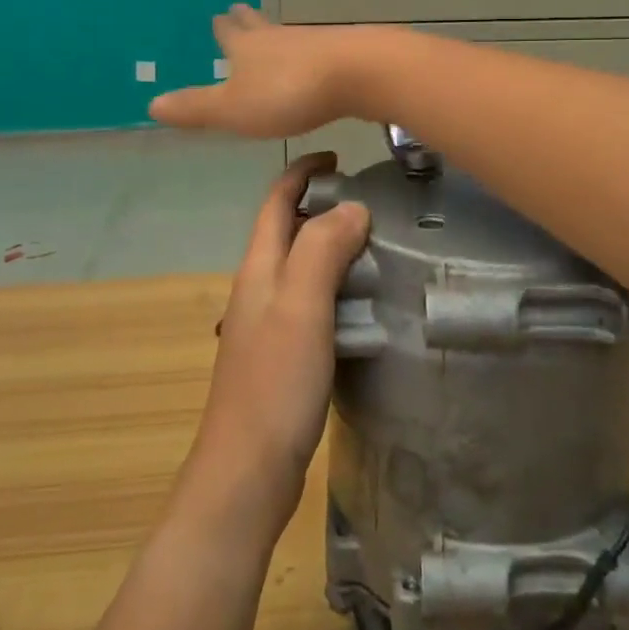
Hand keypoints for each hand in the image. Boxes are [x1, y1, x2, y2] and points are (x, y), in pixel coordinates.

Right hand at [151, 6, 371, 138]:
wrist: (358, 73)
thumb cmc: (287, 93)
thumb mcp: (233, 108)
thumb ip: (196, 108)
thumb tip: (150, 104)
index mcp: (247, 49)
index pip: (229, 34)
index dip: (222, 29)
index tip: (218, 16)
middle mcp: (278, 38)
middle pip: (258, 25)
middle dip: (247, 21)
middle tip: (238, 9)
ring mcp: (313, 42)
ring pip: (287, 35)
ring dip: (276, 35)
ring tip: (272, 35)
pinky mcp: (343, 53)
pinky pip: (317, 50)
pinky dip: (307, 52)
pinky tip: (314, 59)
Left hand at [182, 153, 369, 536]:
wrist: (246, 473)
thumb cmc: (274, 383)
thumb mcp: (302, 306)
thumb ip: (322, 249)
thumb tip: (352, 206)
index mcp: (259, 268)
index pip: (276, 200)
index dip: (303, 171)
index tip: (340, 156)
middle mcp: (259, 288)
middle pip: (288, 230)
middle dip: (324, 205)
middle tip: (376, 203)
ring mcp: (270, 323)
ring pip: (303, 266)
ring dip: (334, 247)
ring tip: (381, 246)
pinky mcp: (284, 355)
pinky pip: (313, 302)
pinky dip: (339, 287)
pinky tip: (368, 302)